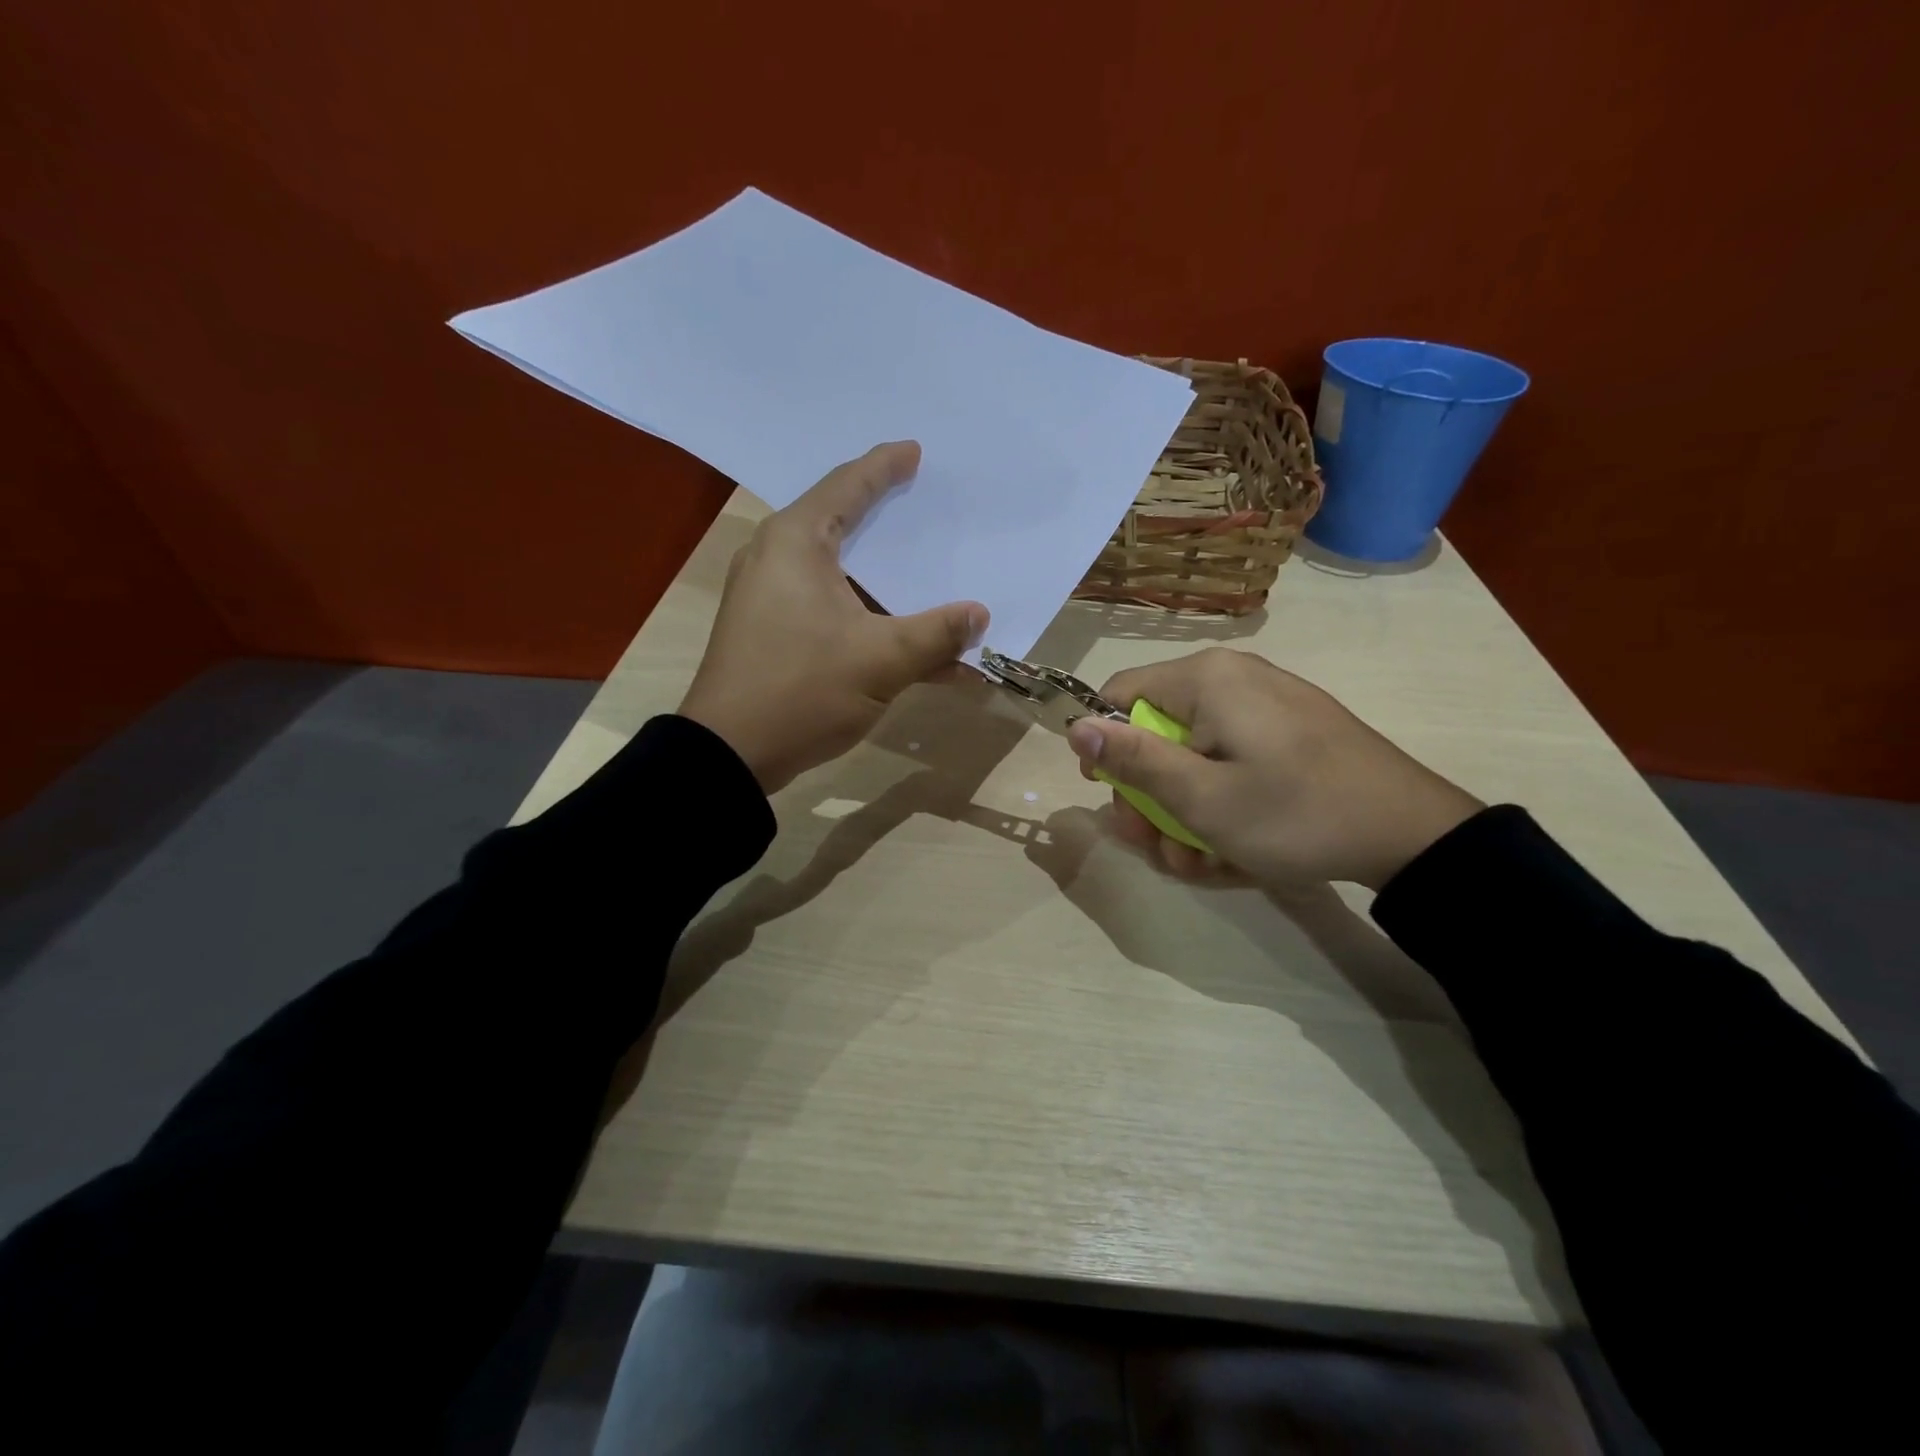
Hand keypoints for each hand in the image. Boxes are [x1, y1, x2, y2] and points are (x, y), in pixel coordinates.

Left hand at [679, 442, 987, 792]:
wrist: (729, 756)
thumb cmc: (802, 690)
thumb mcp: (882, 660)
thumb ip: (937, 633)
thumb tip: (980, 614)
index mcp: (796, 542)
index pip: (847, 485)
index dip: (885, 467)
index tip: (915, 452)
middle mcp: (778, 559)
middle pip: (844, 527)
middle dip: (890, 523)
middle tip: (926, 509)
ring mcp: (771, 599)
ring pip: (843, 577)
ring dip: (890, 588)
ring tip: (930, 581)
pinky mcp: (773, 634)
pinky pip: (833, 612)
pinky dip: (872, 623)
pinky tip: (915, 650)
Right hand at [1065, 647, 1481, 890]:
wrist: (1411, 834)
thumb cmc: (1294, 813)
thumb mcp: (1201, 798)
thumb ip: (1133, 759)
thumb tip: (1074, 725)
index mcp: (1206, 679)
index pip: (1118, 695)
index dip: (1104, 747)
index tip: (1114, 798)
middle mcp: (1232, 678)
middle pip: (1155, 730)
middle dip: (1149, 796)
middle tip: (1160, 848)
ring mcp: (1266, 704)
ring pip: (1192, 753)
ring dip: (1183, 812)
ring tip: (1201, 862)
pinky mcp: (1289, 731)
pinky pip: (1230, 759)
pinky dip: (1221, 801)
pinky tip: (1233, 846)